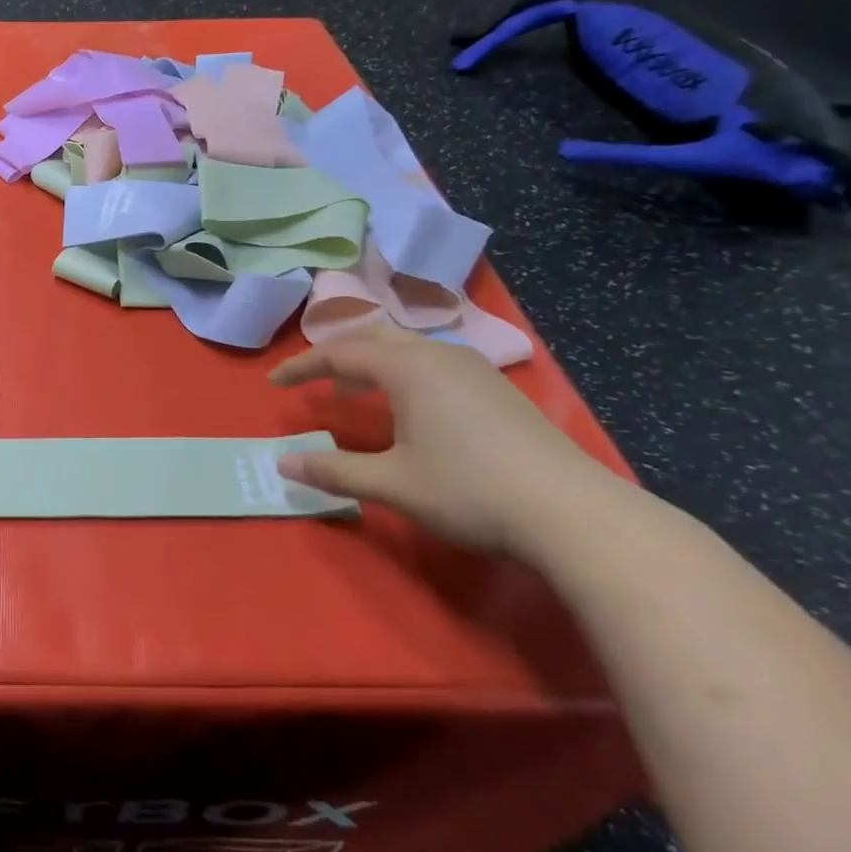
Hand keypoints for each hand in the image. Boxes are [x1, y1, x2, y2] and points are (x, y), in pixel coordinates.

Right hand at [269, 324, 623, 557]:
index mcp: (407, 367)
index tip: (275, 382)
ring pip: (408, 347)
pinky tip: (412, 407)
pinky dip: (404, 372)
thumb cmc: (470, 491)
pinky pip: (434, 362)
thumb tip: (282, 464)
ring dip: (373, 362)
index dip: (302, 367)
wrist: (575, 514)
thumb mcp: (393, 483)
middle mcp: (438, 355)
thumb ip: (334, 471)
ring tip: (356, 392)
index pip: (339, 353)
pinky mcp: (498, 389)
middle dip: (337, 354)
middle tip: (315, 379)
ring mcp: (474, 369)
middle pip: (374, 337)